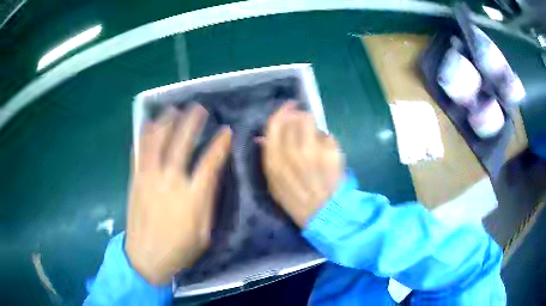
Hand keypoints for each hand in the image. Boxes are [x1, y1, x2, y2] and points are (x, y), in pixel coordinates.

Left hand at [125, 105, 231, 284]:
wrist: (145, 258)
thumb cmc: (179, 249)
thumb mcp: (203, 232)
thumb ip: (207, 202)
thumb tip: (211, 177)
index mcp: (192, 196)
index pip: (210, 162)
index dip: (220, 144)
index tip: (226, 131)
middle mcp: (170, 181)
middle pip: (181, 143)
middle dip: (191, 122)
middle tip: (198, 108)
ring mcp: (149, 178)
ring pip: (157, 142)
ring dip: (166, 123)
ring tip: (172, 109)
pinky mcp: (135, 180)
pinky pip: (138, 152)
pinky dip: (143, 136)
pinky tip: (147, 125)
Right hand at [262, 103, 344, 227]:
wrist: (323, 213)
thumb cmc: (296, 200)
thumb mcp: (274, 183)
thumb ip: (268, 158)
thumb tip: (261, 138)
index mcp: (275, 160)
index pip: (275, 124)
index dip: (282, 111)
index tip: (289, 106)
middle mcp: (293, 152)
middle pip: (294, 117)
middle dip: (298, 116)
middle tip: (301, 121)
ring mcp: (315, 151)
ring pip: (311, 122)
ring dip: (311, 125)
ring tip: (314, 136)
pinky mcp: (332, 153)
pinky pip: (327, 136)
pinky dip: (325, 140)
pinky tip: (326, 153)